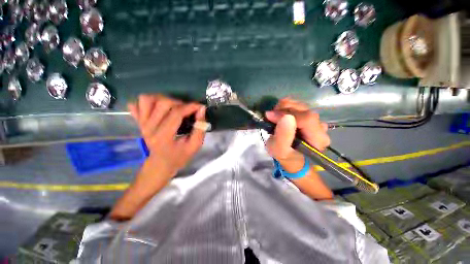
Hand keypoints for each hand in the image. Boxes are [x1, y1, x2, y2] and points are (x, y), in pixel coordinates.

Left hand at [128, 94, 205, 179]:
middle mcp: (149, 128)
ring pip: (146, 99)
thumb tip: (201, 110)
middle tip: (187, 110)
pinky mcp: (139, 122)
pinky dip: (147, 103)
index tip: (200, 106)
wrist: (160, 165)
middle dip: (179, 103)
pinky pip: (136, 104)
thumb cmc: (179, 157)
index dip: (190, 107)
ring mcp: (141, 124)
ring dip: (162, 99)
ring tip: (173, 107)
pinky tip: (157, 109)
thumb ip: (199, 128)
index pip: (176, 114)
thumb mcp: (194, 146)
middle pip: (162, 103)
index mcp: (163, 137)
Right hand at [265, 98, 329, 172]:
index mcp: (317, 139)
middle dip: (284, 109)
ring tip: (274, 116)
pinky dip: (287, 108)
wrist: (293, 159)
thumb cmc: (285, 157)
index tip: (270, 116)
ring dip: (284, 107)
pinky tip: (280, 115)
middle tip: (271, 116)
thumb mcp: (279, 151)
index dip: (286, 114)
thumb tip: (286, 117)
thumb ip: (282, 136)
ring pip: (301, 106)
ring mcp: (317, 121)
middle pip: (304, 110)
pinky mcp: (310, 118)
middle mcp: (321, 127)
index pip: (306, 118)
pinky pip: (299, 107)